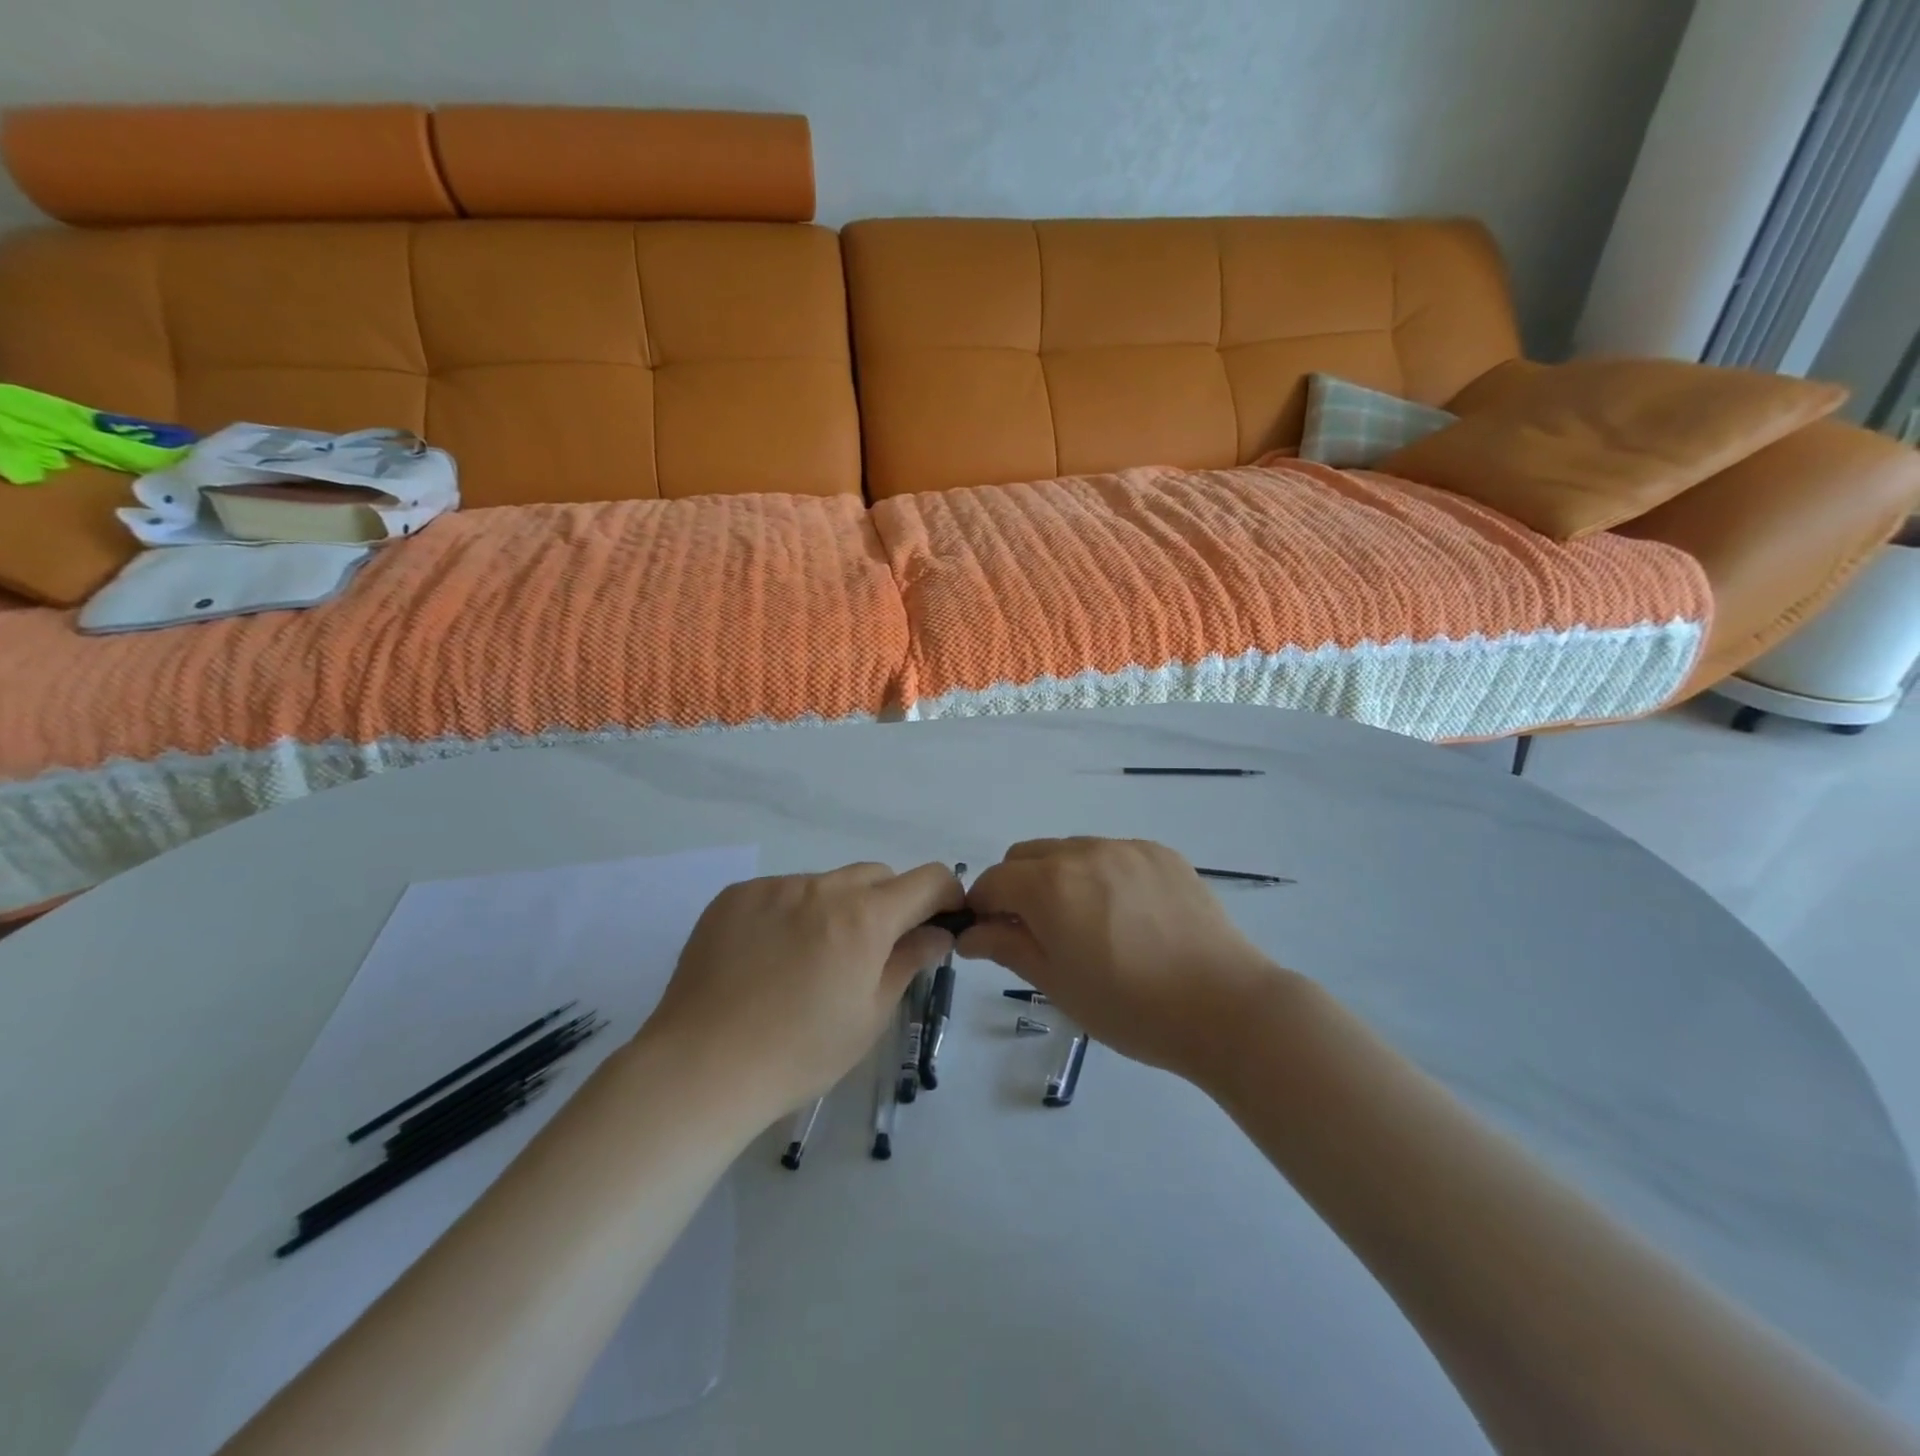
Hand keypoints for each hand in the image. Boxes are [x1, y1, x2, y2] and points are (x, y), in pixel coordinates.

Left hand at [647, 862, 963, 1120]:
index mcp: (864, 917)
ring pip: (826, 883)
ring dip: (836, 908)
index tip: (942, 920)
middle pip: (876, 875)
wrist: (701, 1068)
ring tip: (810, 960)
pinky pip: (781, 892)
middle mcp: (822, 887)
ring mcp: (774, 887)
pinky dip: (791, 913)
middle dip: (889, 903)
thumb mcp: (870, 1015)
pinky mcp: (736, 895)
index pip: (927, 880)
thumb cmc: (800, 1053)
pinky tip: (768, 958)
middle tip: (873, 951)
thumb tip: (938, 933)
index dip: (945, 895)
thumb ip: (909, 961)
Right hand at [960, 838, 1278, 1078]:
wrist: (1224, 1006)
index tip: (991, 936)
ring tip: (1089, 924)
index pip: (993, 881)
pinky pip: (1113, 854)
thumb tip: (970, 933)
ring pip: (1070, 850)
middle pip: (1026, 855)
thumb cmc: (1130, 1007)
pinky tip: (1128, 915)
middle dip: (1017, 886)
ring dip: (1060, 877)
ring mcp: (1126, 848)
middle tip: (1037, 931)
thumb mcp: (1057, 984)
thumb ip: (1008, 947)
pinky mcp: (1161, 853)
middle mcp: (1083, 852)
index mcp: (1049, 885)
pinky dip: (1102, 875)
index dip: (983, 907)